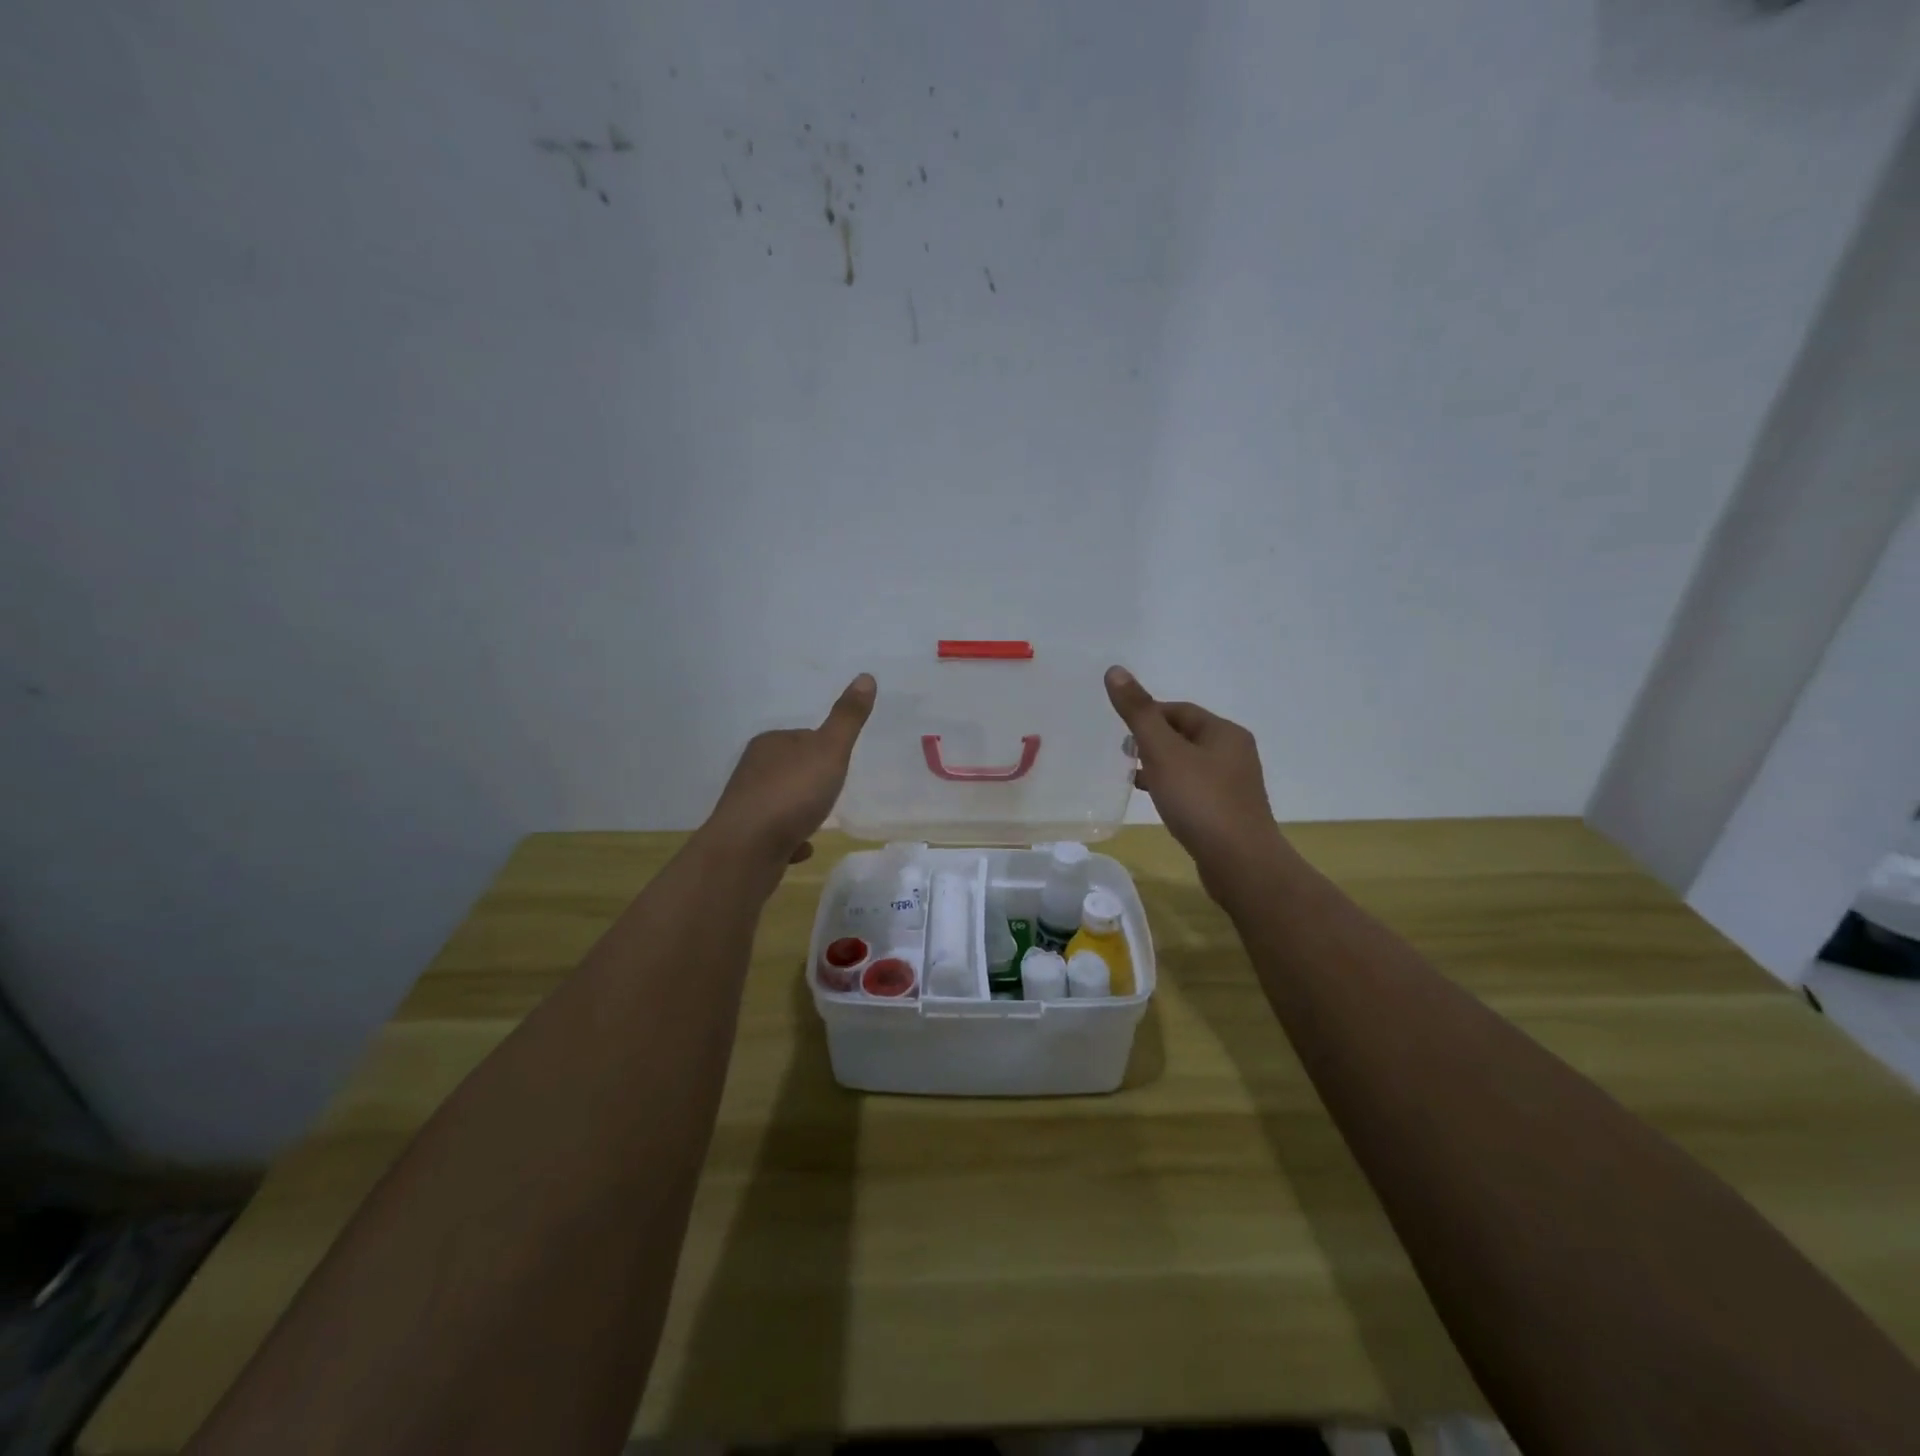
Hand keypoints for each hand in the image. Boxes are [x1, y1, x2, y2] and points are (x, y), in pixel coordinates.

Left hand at [702, 674, 876, 871]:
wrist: (748, 848)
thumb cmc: (792, 793)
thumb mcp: (829, 750)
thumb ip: (848, 718)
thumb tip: (866, 676)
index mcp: (771, 743)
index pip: (804, 737)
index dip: (826, 750)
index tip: (840, 765)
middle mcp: (753, 768)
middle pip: (793, 769)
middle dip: (812, 782)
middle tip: (833, 795)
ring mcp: (747, 804)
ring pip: (782, 802)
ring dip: (800, 811)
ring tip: (818, 821)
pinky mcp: (746, 836)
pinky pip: (775, 833)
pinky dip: (790, 839)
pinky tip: (803, 849)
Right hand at [1105, 666, 1289, 900]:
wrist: (1240, 863)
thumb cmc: (1200, 801)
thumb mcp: (1163, 752)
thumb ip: (1138, 713)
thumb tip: (1115, 670)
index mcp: (1224, 732)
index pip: (1179, 710)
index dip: (1147, 715)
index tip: (1121, 732)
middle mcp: (1235, 753)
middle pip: (1184, 736)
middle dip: (1152, 741)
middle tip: (1124, 755)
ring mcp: (1234, 785)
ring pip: (1188, 764)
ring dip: (1160, 766)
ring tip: (1133, 778)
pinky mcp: (1228, 812)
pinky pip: (1194, 789)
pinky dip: (1172, 789)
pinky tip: (1156, 802)